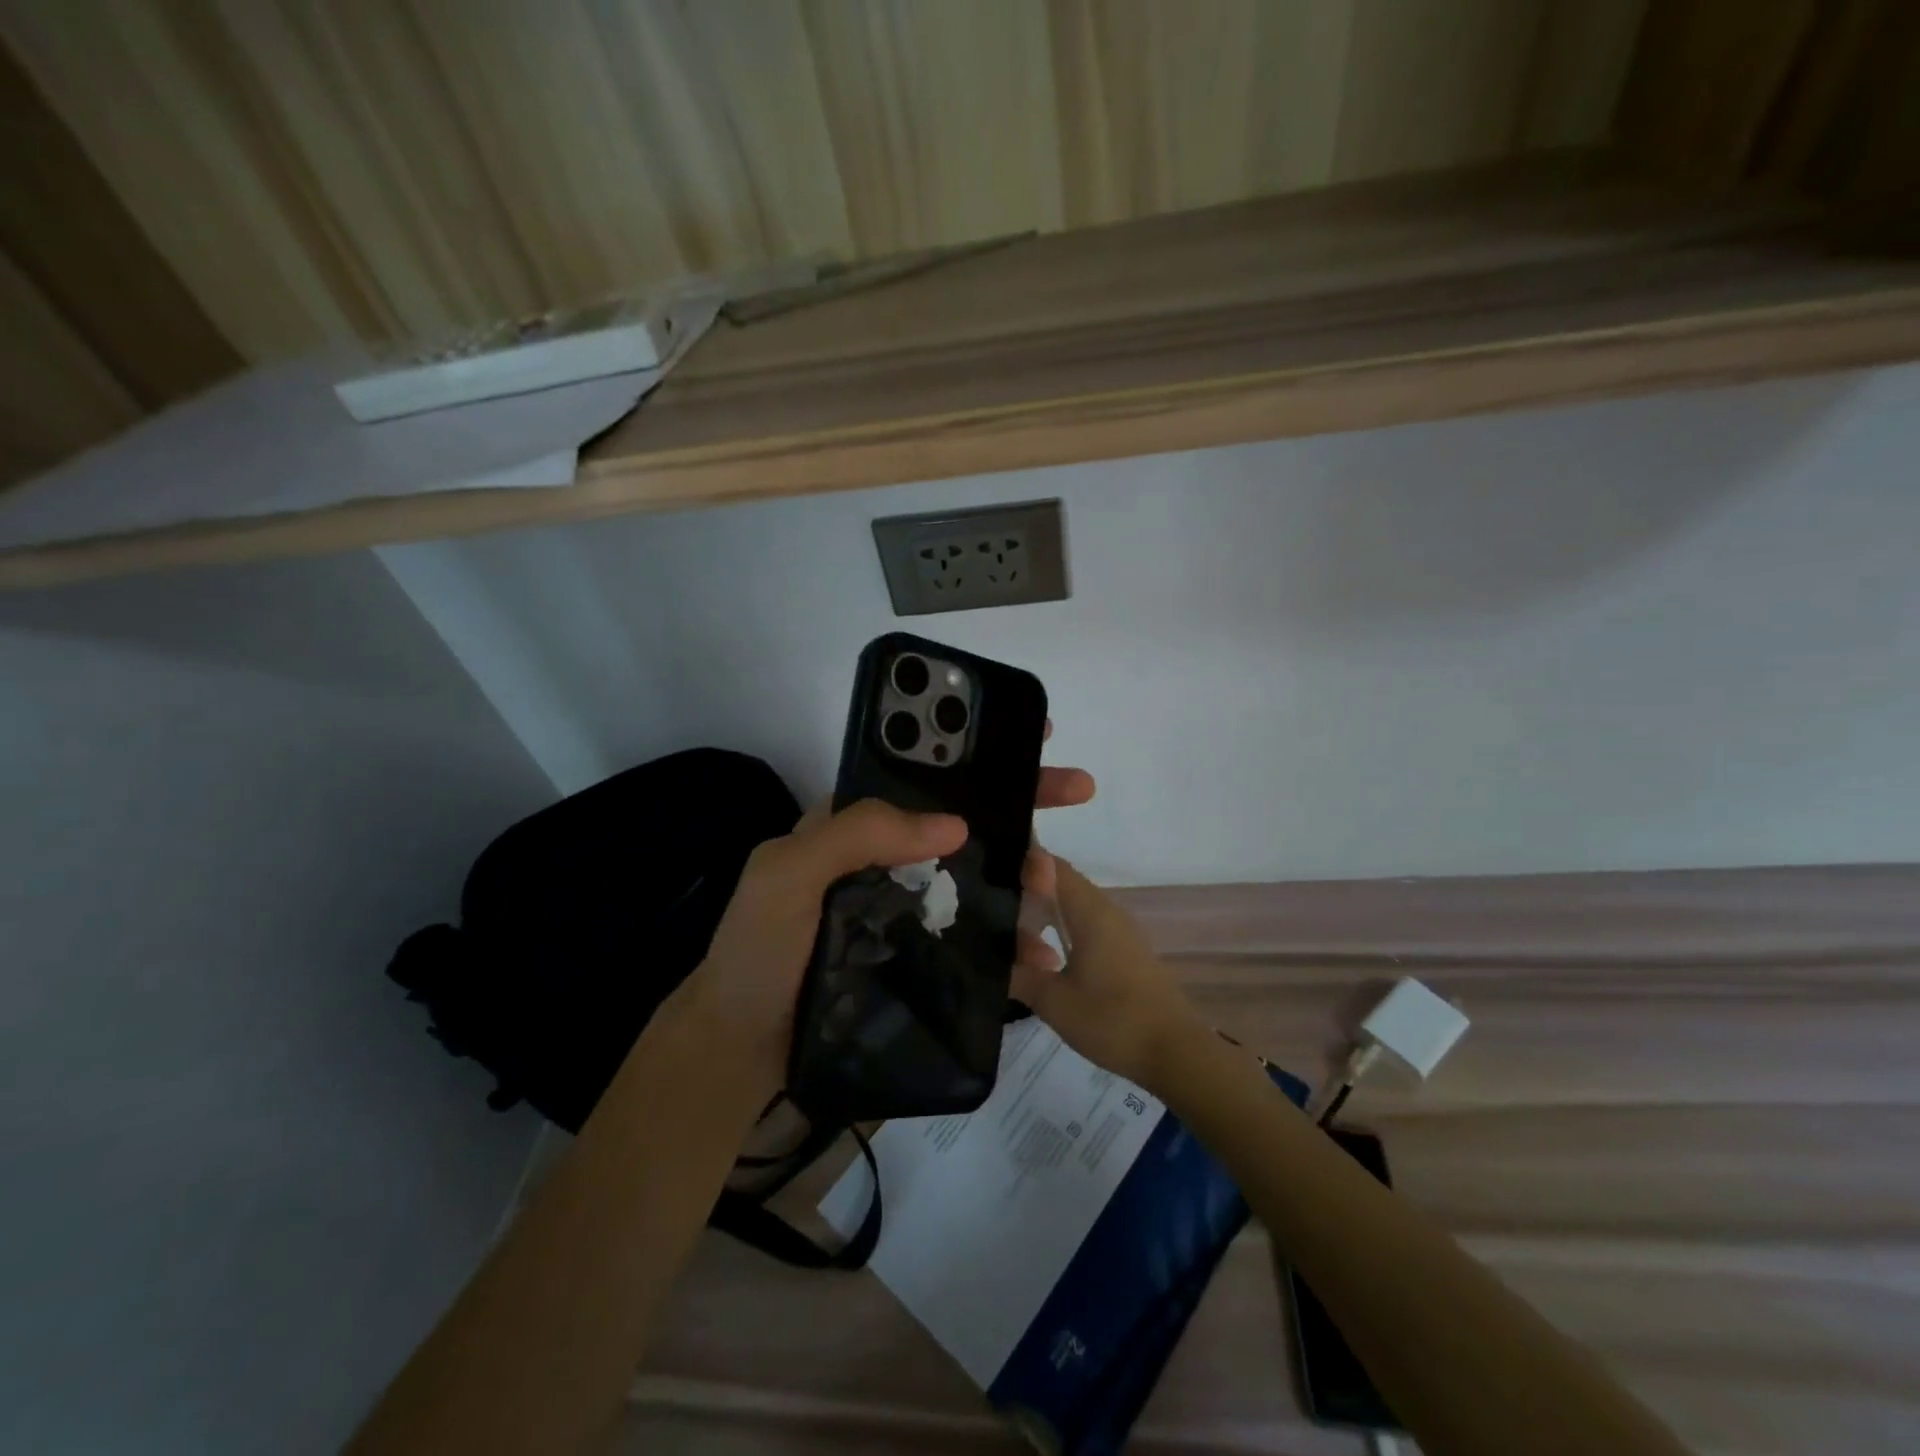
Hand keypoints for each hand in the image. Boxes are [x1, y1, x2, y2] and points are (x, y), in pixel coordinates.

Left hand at [693, 732, 1096, 1099]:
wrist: (742, 1050)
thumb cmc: (758, 951)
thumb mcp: (789, 874)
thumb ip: (858, 834)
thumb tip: (956, 824)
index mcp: (856, 824)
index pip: (923, 775)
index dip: (975, 752)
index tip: (1031, 737)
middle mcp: (888, 857)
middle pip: (964, 819)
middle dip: (1022, 799)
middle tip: (1079, 787)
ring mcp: (908, 906)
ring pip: (979, 875)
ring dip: (1025, 872)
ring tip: (1055, 887)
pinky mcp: (921, 954)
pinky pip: (975, 933)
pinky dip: (1011, 937)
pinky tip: (1040, 951)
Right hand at [1010, 856, 1204, 1091]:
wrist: (1176, 1053)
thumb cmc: (1113, 1021)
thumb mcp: (1054, 1002)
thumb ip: (1018, 974)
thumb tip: (990, 960)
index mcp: (1090, 911)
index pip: (1050, 866)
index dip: (1020, 864)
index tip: (989, 875)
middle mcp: (1107, 911)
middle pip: (1061, 885)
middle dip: (1026, 895)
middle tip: (992, 915)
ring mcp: (1121, 931)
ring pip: (1074, 909)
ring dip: (1045, 919)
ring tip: (1015, 944)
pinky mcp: (1127, 952)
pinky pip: (1088, 928)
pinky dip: (1063, 934)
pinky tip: (1048, 963)